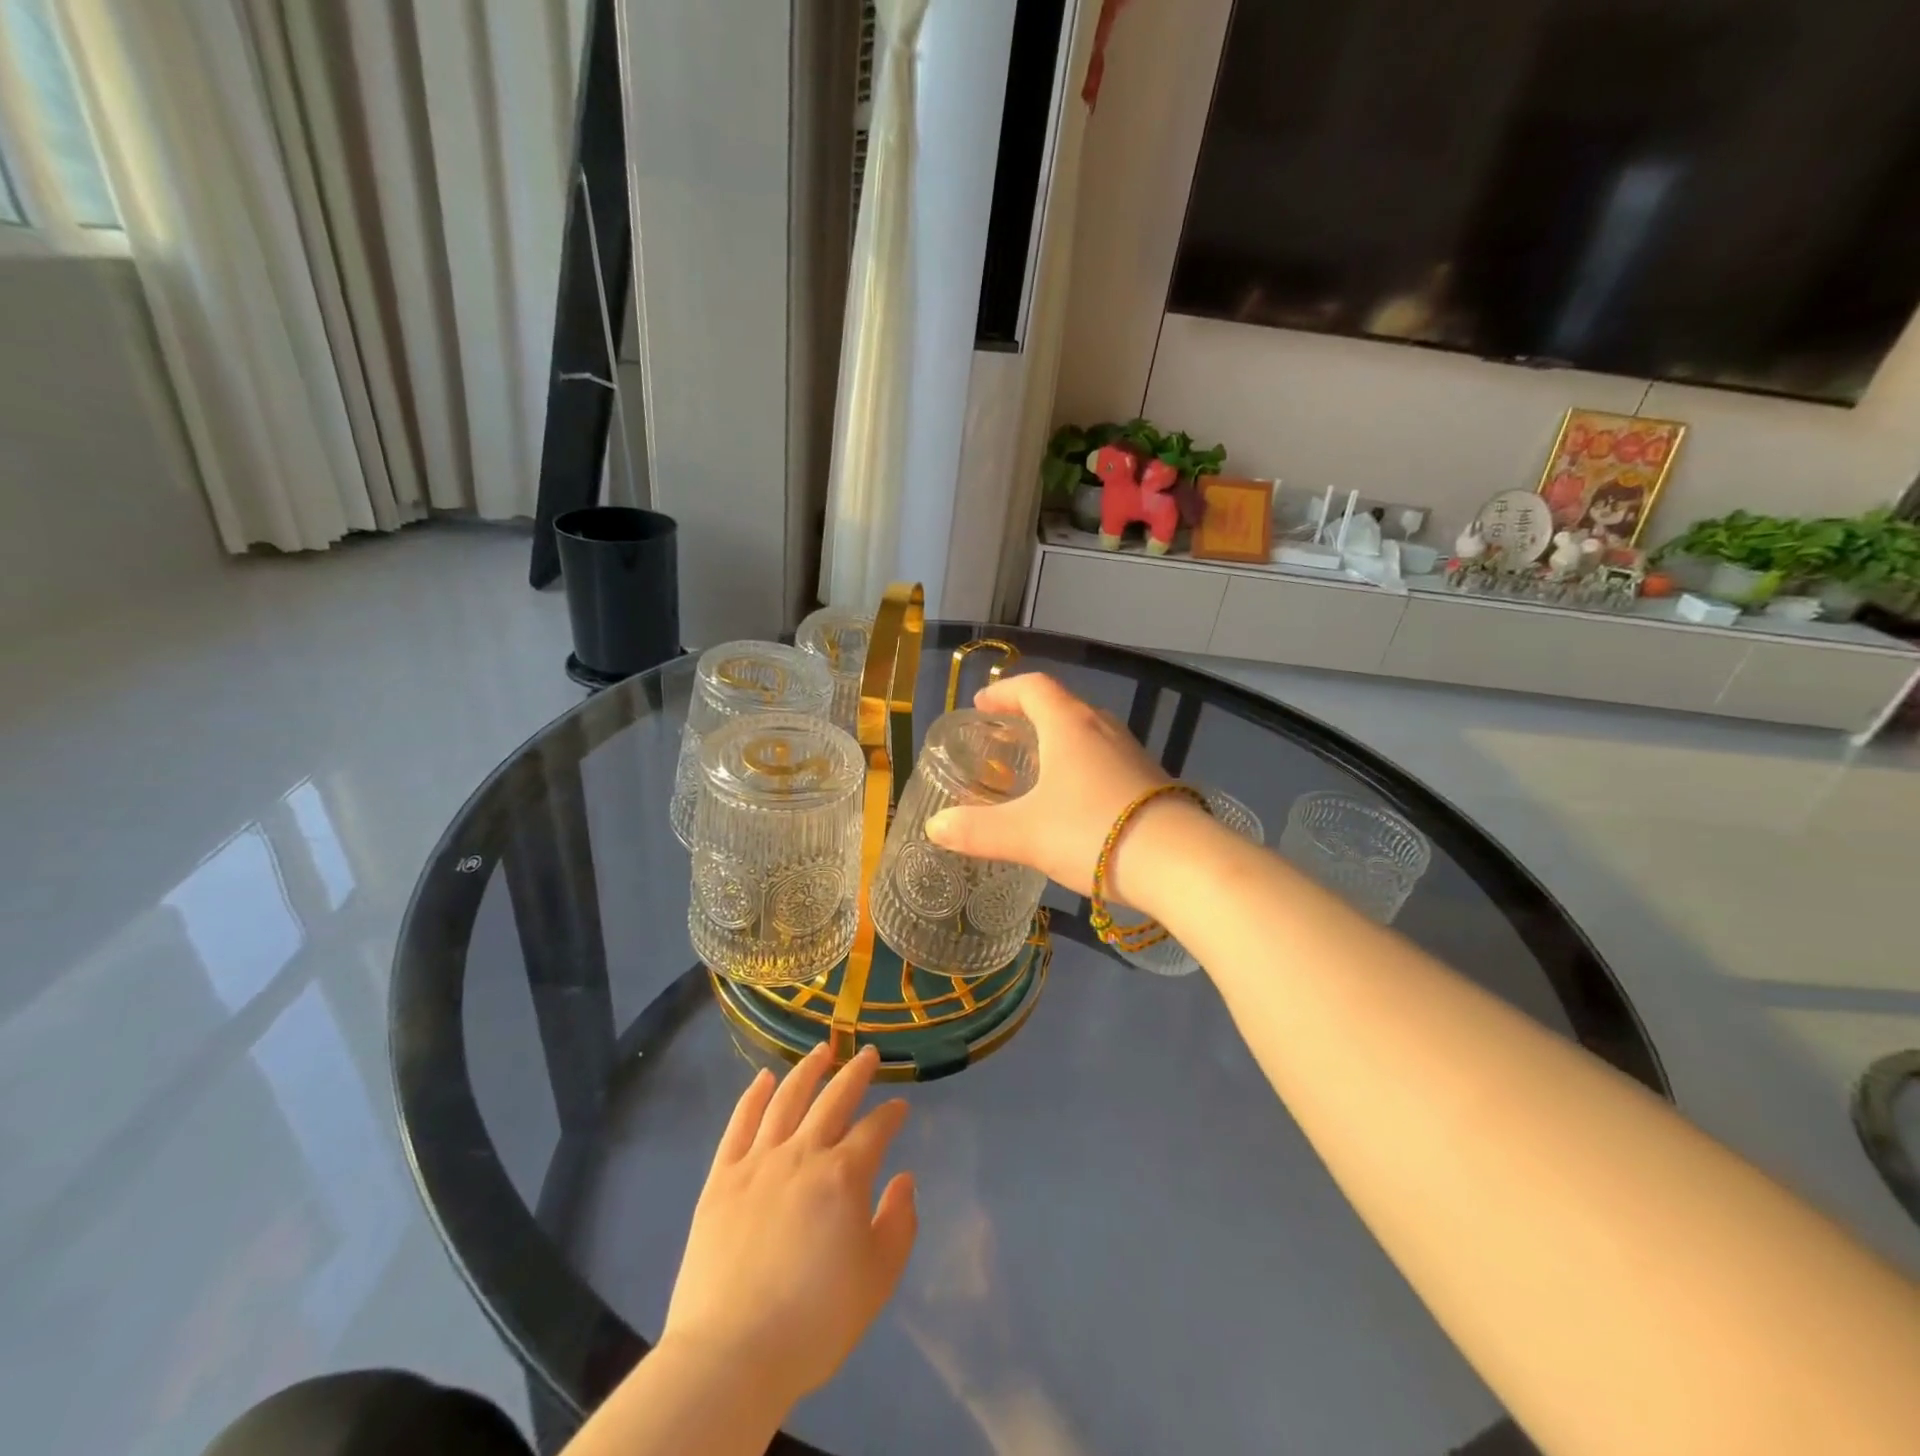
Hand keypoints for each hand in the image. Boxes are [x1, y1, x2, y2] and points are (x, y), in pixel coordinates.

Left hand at [660, 1045, 916, 1410]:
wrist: (731, 1355)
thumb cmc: (814, 1322)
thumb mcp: (878, 1280)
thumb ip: (899, 1223)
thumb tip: (904, 1178)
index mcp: (843, 1175)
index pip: (875, 1129)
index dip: (891, 1114)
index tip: (901, 1106)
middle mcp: (802, 1153)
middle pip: (833, 1099)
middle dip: (855, 1072)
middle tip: (867, 1053)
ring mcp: (758, 1161)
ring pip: (787, 1099)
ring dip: (807, 1070)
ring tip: (821, 1050)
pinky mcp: (722, 1178)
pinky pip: (739, 1124)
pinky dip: (753, 1096)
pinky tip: (763, 1078)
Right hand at [926, 672, 1179, 900]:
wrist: (1178, 862)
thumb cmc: (1091, 831)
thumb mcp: (1024, 834)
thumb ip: (976, 830)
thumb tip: (934, 827)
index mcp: (1069, 725)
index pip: (1034, 688)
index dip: (1004, 692)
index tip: (983, 705)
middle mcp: (1103, 729)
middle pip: (1063, 706)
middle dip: (1031, 716)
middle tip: (1007, 737)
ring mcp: (1133, 753)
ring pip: (1089, 734)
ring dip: (1061, 741)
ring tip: (1040, 768)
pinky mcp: (1151, 780)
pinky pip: (1108, 759)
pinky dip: (1084, 766)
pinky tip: (1077, 802)